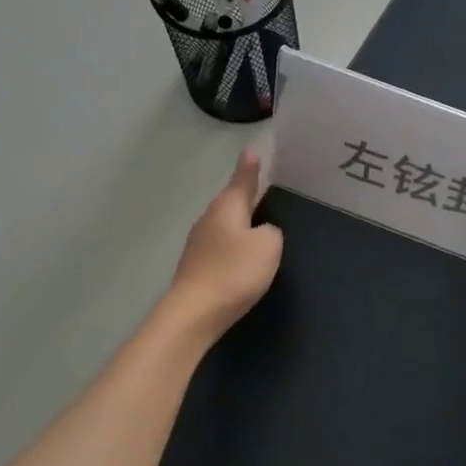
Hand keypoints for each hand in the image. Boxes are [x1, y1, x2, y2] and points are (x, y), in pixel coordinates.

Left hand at [166, 149, 283, 341]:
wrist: (194, 314)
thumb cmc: (234, 272)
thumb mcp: (267, 246)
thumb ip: (271, 231)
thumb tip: (262, 230)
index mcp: (227, 208)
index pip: (242, 181)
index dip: (249, 168)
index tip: (251, 151)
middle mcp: (209, 220)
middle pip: (231, 203)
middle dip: (246, 197)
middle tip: (262, 189)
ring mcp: (198, 245)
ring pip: (225, 226)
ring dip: (239, 224)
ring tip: (257, 224)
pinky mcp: (196, 268)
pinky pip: (220, 248)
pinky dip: (233, 248)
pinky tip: (241, 258)